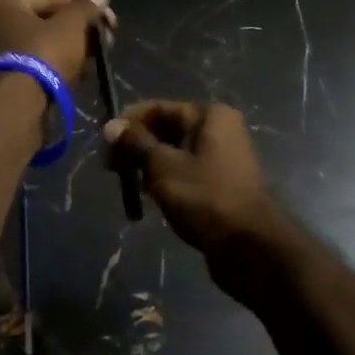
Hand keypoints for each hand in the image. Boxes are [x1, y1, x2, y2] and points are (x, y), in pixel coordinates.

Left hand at [0, 0, 113, 91]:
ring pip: (47, 42)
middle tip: (108, 39)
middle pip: (50, 19)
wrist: (19, 104)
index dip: (86, 6)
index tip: (110, 20)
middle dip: (82, 29)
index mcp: (6, 2)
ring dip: (74, 47)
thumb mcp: (71, 25)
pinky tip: (82, 72)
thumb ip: (86, 7)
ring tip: (98, 57)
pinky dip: (61, 64)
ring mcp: (1, 50)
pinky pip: (41, 61)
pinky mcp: (10, 75)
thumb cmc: (44, 53)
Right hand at [103, 102, 286, 270]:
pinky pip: (186, 172)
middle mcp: (219, 129)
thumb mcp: (162, 166)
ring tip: (129, 187)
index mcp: (209, 115)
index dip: (129, 122)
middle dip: (137, 147)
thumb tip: (111, 126)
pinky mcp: (221, 183)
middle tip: (111, 169)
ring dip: (149, 166)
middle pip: (167, 129)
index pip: (159, 108)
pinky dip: (166, 180)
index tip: (104, 142)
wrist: (250, 247)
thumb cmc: (204, 197)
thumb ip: (135, 143)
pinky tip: (150, 199)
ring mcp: (223, 158)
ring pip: (175, 153)